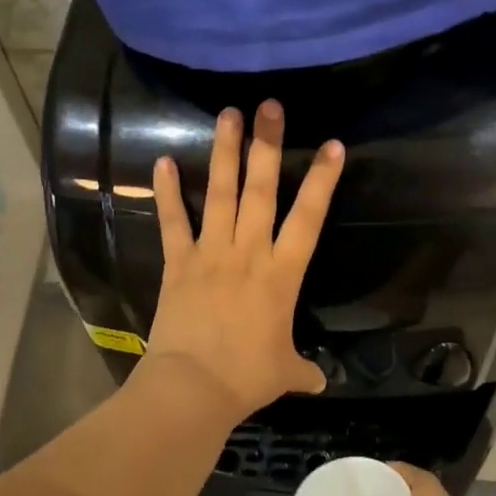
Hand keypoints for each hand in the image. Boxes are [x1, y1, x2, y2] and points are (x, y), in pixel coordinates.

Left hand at [144, 101, 344, 418]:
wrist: (193, 388)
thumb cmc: (246, 377)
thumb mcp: (284, 373)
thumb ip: (303, 369)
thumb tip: (320, 382)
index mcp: (282, 273)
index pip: (309, 217)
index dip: (322, 180)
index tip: (333, 145)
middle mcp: (249, 252)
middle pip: (262, 190)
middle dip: (267, 146)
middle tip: (270, 107)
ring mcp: (211, 253)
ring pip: (220, 194)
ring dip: (224, 153)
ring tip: (228, 114)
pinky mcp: (177, 262)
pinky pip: (173, 222)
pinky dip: (167, 193)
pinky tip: (162, 161)